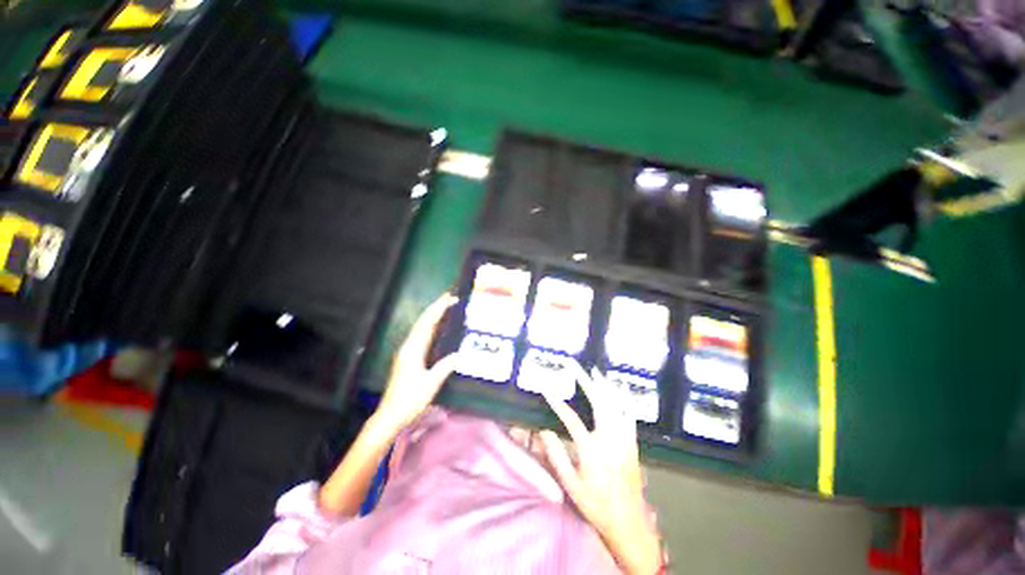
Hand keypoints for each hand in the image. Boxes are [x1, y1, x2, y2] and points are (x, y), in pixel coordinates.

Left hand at [373, 294, 457, 433]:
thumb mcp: (431, 383)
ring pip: (420, 328)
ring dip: (432, 316)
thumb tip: (459, 354)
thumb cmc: (410, 400)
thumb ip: (445, 367)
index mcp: (413, 349)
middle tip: (449, 298)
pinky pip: (420, 336)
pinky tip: (437, 329)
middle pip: (422, 322)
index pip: (427, 323)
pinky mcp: (407, 359)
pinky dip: (430, 327)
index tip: (450, 298)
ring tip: (445, 308)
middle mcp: (408, 347)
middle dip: (435, 308)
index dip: (438, 309)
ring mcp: (406, 352)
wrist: (390, 416)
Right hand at [539, 364, 662, 574]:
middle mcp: (609, 438)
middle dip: (584, 380)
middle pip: (597, 401)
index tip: (547, 389)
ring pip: (615, 403)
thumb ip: (557, 457)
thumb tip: (543, 431)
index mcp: (591, 450)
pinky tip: (621, 387)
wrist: (628, 521)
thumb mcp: (571, 485)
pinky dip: (625, 398)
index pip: (570, 419)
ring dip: (604, 385)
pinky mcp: (632, 442)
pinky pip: (630, 414)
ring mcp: (623, 438)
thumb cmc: (596, 504)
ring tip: (594, 371)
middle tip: (574, 365)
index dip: (557, 402)